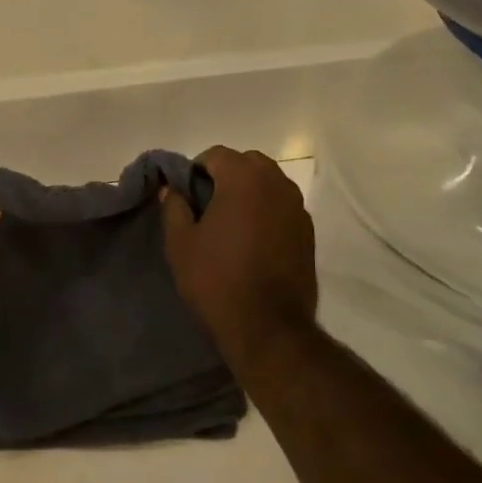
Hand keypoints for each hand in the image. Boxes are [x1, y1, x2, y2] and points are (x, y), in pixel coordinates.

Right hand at [160, 146, 317, 365]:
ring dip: (248, 193)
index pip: (216, 155)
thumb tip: (173, 189)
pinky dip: (266, 212)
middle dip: (225, 176)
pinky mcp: (308, 232)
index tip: (185, 196)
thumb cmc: (216, 280)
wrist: (268, 328)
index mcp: (244, 179)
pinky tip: (251, 241)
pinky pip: (282, 207)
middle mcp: (277, 184)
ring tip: (229, 224)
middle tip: (206, 206)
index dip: (195, 170)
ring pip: (268, 184)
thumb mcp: (180, 243)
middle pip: (247, 163)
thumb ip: (174, 206)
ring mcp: (297, 208)